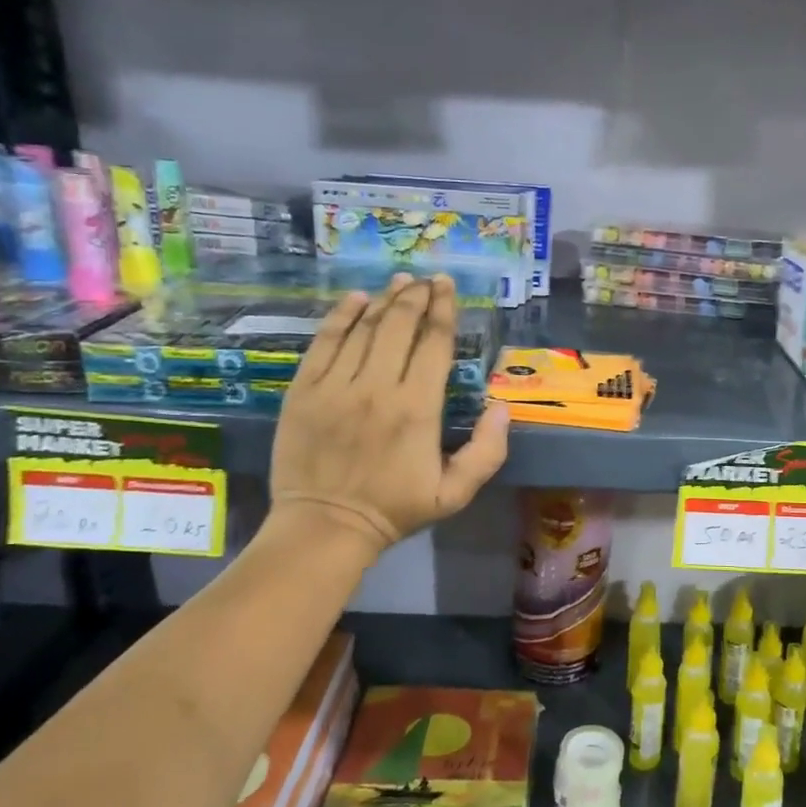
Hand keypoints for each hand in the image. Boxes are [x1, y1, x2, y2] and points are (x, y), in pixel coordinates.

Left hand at [268, 274, 509, 552]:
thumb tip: (501, 406)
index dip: (443, 310)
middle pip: (399, 325)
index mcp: (418, 409)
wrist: (325, 526)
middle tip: (425, 280)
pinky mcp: (304, 390)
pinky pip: (324, 342)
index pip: (434, 344)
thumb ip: (487, 451)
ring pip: (364, 328)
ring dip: (384, 299)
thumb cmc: (395, 509)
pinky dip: (341, 316)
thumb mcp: (455, 494)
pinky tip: (354, 299)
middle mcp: (377, 388)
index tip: (447, 286)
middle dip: (416, 296)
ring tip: (398, 282)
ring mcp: (336, 386)